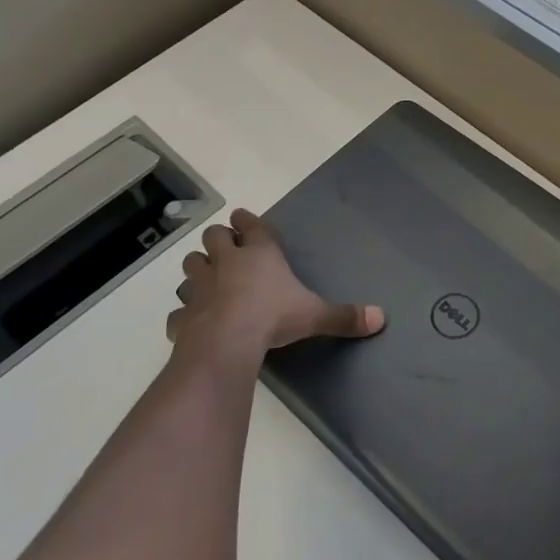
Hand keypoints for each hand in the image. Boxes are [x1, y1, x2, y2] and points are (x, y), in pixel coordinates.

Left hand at [167, 207, 384, 353]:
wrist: (227, 341)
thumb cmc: (273, 317)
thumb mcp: (315, 315)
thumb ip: (344, 316)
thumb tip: (381, 317)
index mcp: (259, 254)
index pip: (251, 226)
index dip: (246, 221)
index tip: (241, 218)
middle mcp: (226, 262)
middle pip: (214, 238)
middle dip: (218, 240)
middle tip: (224, 248)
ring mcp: (200, 286)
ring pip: (191, 266)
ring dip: (198, 269)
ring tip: (205, 278)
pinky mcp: (183, 313)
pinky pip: (179, 310)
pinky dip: (183, 313)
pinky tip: (190, 320)